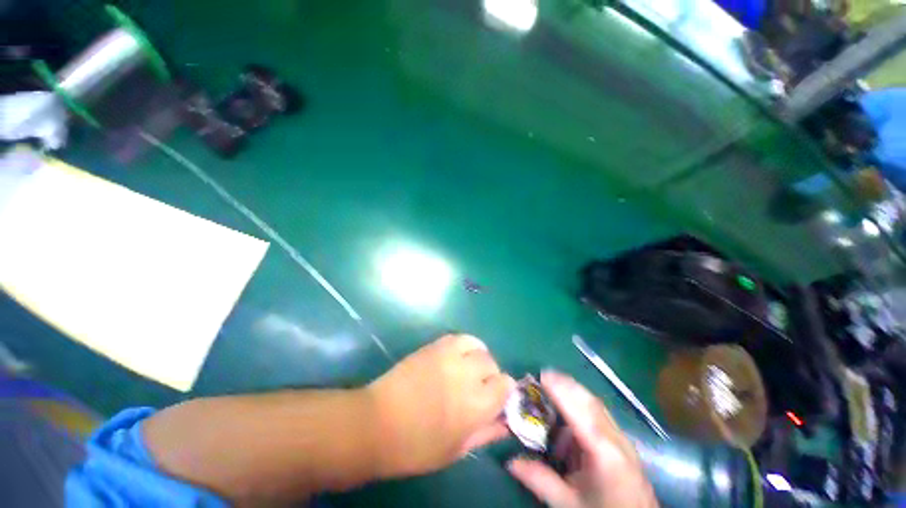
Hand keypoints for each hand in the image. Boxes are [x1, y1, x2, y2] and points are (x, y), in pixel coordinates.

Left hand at [367, 334, 515, 477]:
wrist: (377, 423)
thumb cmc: (416, 447)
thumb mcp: (456, 450)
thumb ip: (485, 434)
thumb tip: (505, 423)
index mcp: (476, 406)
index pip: (506, 384)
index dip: (504, 390)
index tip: (496, 397)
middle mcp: (467, 375)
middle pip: (492, 363)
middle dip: (490, 375)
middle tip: (478, 386)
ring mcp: (449, 356)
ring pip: (478, 347)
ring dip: (479, 357)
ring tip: (470, 368)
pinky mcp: (435, 346)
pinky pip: (460, 337)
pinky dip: (466, 344)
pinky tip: (459, 355)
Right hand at [508, 371, 657, 507]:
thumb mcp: (569, 504)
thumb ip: (540, 480)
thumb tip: (509, 461)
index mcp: (605, 455)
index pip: (581, 413)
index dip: (562, 391)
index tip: (543, 375)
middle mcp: (617, 440)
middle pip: (591, 402)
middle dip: (567, 385)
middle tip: (543, 376)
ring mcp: (623, 440)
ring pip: (597, 406)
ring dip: (574, 393)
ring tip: (553, 386)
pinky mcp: (623, 443)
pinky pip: (601, 415)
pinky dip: (582, 405)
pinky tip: (570, 412)